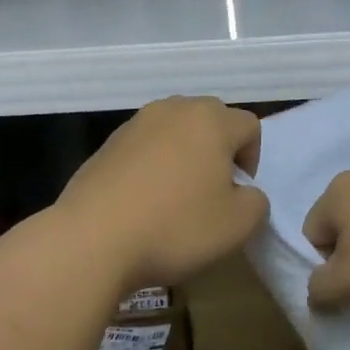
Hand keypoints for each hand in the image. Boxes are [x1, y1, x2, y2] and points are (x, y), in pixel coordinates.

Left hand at [57, 97, 267, 291]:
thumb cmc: (175, 227)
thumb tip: (244, 192)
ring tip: (176, 195)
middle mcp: (173, 110)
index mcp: (211, 121)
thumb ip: (256, 202)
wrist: (93, 239)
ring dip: (184, 154)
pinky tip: (144, 201)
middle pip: (211, 119)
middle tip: (212, 190)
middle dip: (219, 149)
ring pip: (175, 130)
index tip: (237, 192)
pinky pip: (144, 147)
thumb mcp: (238, 225)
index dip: (252, 159)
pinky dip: (152, 165)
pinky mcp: (106, 144)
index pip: (249, 126)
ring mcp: (135, 124)